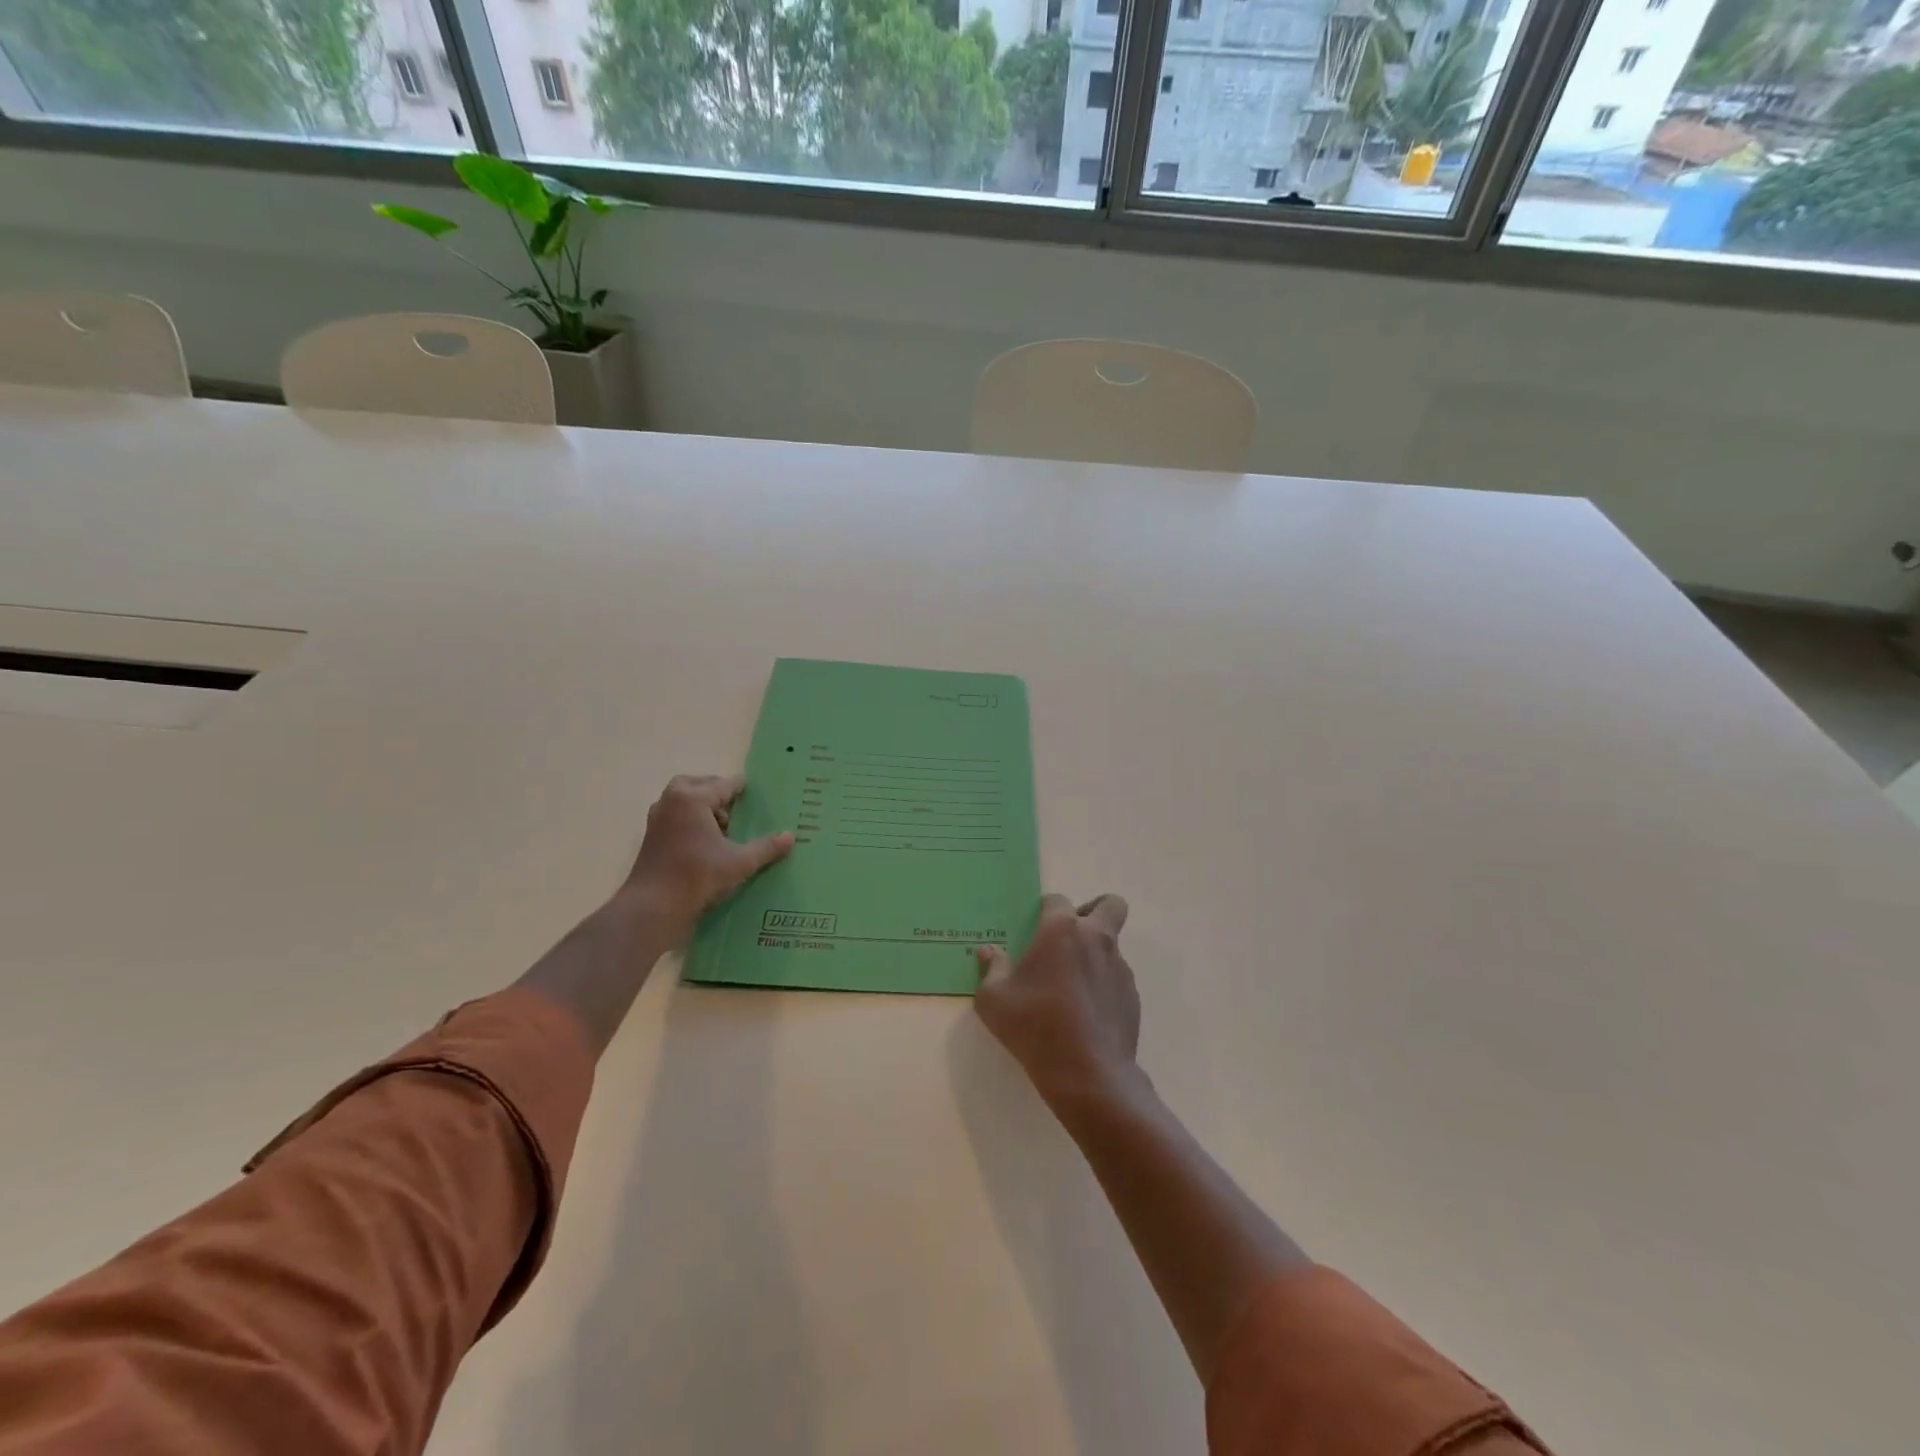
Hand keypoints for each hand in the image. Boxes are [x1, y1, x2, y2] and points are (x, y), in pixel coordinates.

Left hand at [621, 774, 792, 942]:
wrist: (653, 907)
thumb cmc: (698, 876)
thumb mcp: (740, 862)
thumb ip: (766, 847)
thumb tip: (791, 836)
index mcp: (693, 798)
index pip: (724, 785)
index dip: (742, 788)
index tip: (755, 790)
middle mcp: (672, 801)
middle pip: (699, 785)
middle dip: (717, 792)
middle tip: (737, 806)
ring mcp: (657, 819)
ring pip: (683, 801)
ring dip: (702, 806)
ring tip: (723, 826)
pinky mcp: (651, 837)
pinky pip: (675, 817)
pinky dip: (690, 820)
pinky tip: (706, 842)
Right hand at [975, 893, 1139, 1109]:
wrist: (1088, 1073)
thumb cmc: (1035, 1025)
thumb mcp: (994, 999)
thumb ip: (991, 969)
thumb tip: (989, 952)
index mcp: (1062, 930)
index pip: (1057, 900)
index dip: (1044, 910)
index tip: (1033, 929)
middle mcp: (1097, 938)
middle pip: (1110, 905)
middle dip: (1093, 911)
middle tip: (1069, 938)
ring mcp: (1119, 967)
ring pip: (1112, 944)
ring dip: (1094, 954)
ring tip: (1071, 987)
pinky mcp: (1132, 996)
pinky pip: (1116, 978)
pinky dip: (1103, 985)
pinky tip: (1085, 1014)